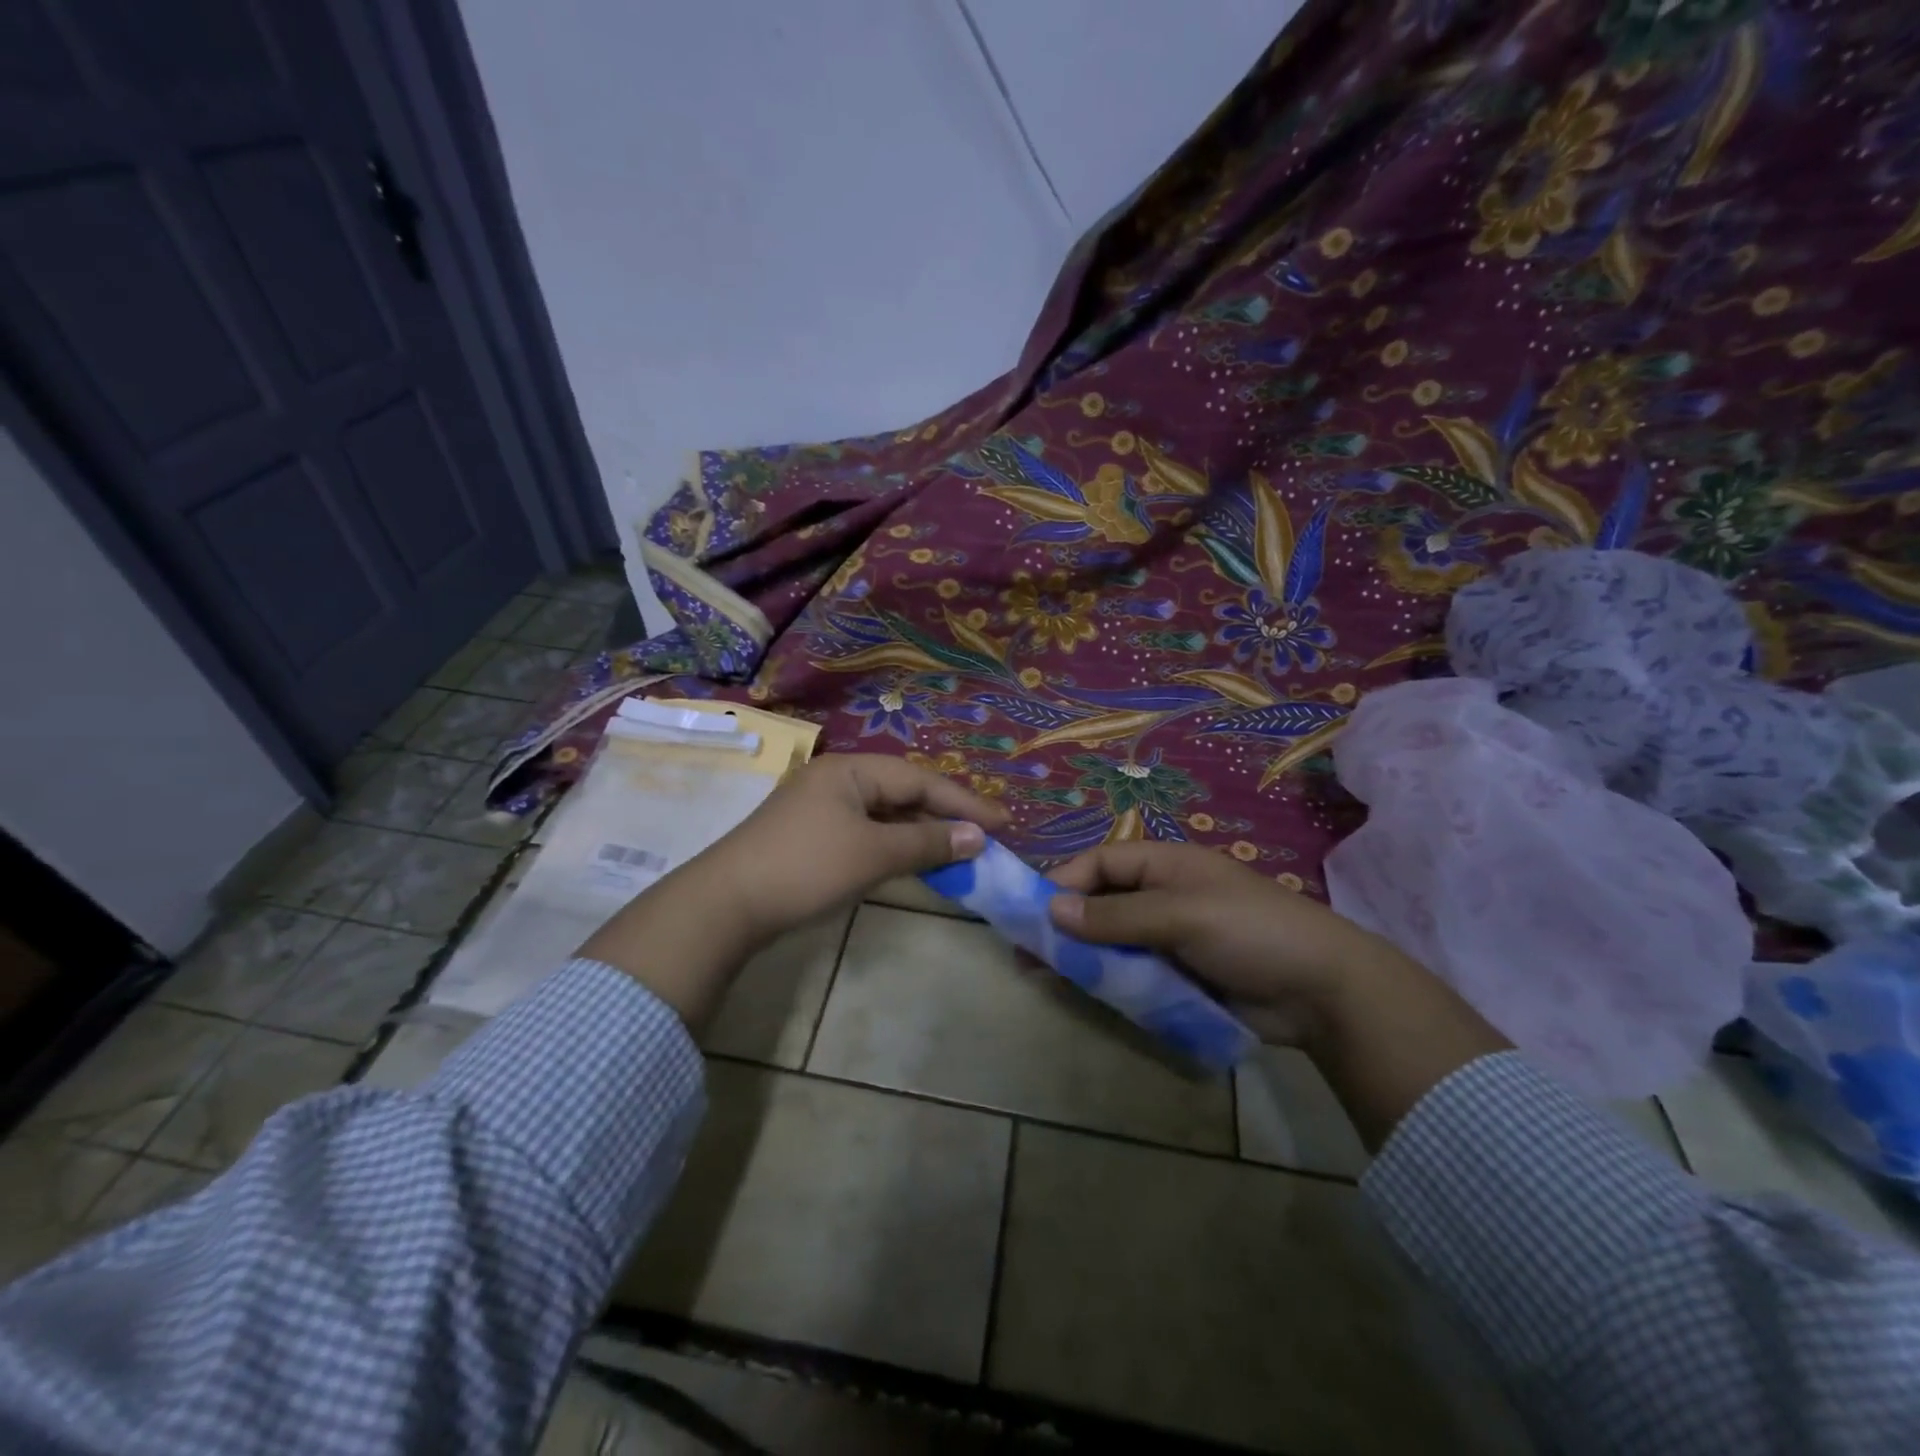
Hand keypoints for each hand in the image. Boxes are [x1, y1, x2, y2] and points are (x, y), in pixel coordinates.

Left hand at [696, 753, 1010, 940]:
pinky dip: (895, 846)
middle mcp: (836, 780)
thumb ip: (927, 844)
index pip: (920, 780)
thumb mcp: (873, 854)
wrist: (726, 905)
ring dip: (921, 833)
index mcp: (850, 770)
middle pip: (903, 793)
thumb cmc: (806, 868)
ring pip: (885, 815)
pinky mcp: (812, 837)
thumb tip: (977, 838)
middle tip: (986, 838)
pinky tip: (914, 862)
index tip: (1004, 823)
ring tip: (958, 852)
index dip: (964, 802)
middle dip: (945, 816)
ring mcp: (821, 809)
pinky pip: (867, 833)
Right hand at [1049, 840, 1509, 1148]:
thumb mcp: (1180, 915)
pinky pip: (1131, 969)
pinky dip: (1106, 978)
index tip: (1031, 912)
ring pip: (1110, 938)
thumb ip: (1116, 915)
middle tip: (1027, 953)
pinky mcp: (1178, 972)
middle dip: (1064, 923)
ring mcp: (1169, 935)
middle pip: (1099, 901)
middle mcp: (1161, 894)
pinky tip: (1081, 992)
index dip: (1063, 882)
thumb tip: (1052, 909)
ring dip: (1079, 954)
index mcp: (1164, 863)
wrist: (1322, 990)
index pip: (1099, 863)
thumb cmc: (1249, 931)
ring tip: (1042, 976)